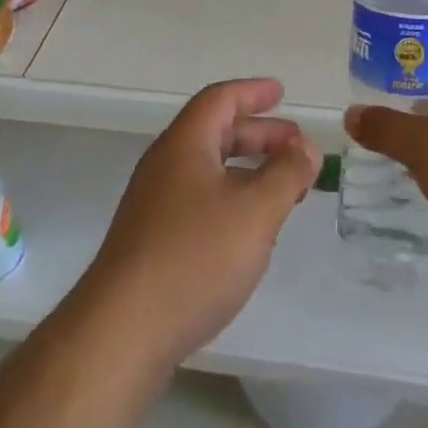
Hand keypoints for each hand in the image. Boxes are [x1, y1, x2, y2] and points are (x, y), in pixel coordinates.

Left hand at [79, 79, 320, 373]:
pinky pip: (198, 201)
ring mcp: (153, 205)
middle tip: (295, 147)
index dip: (253, 92)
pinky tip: (248, 232)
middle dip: (258, 135)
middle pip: (215, 133)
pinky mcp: (150, 243)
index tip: (281, 93)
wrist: (121, 334)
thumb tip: (306, 147)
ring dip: (247, 171)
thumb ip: (287, 174)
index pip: (221, 99)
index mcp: (185, 143)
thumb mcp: (256, 210)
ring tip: (282, 190)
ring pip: (208, 170)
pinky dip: (230, 200)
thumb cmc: (194, 257)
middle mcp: (165, 165)